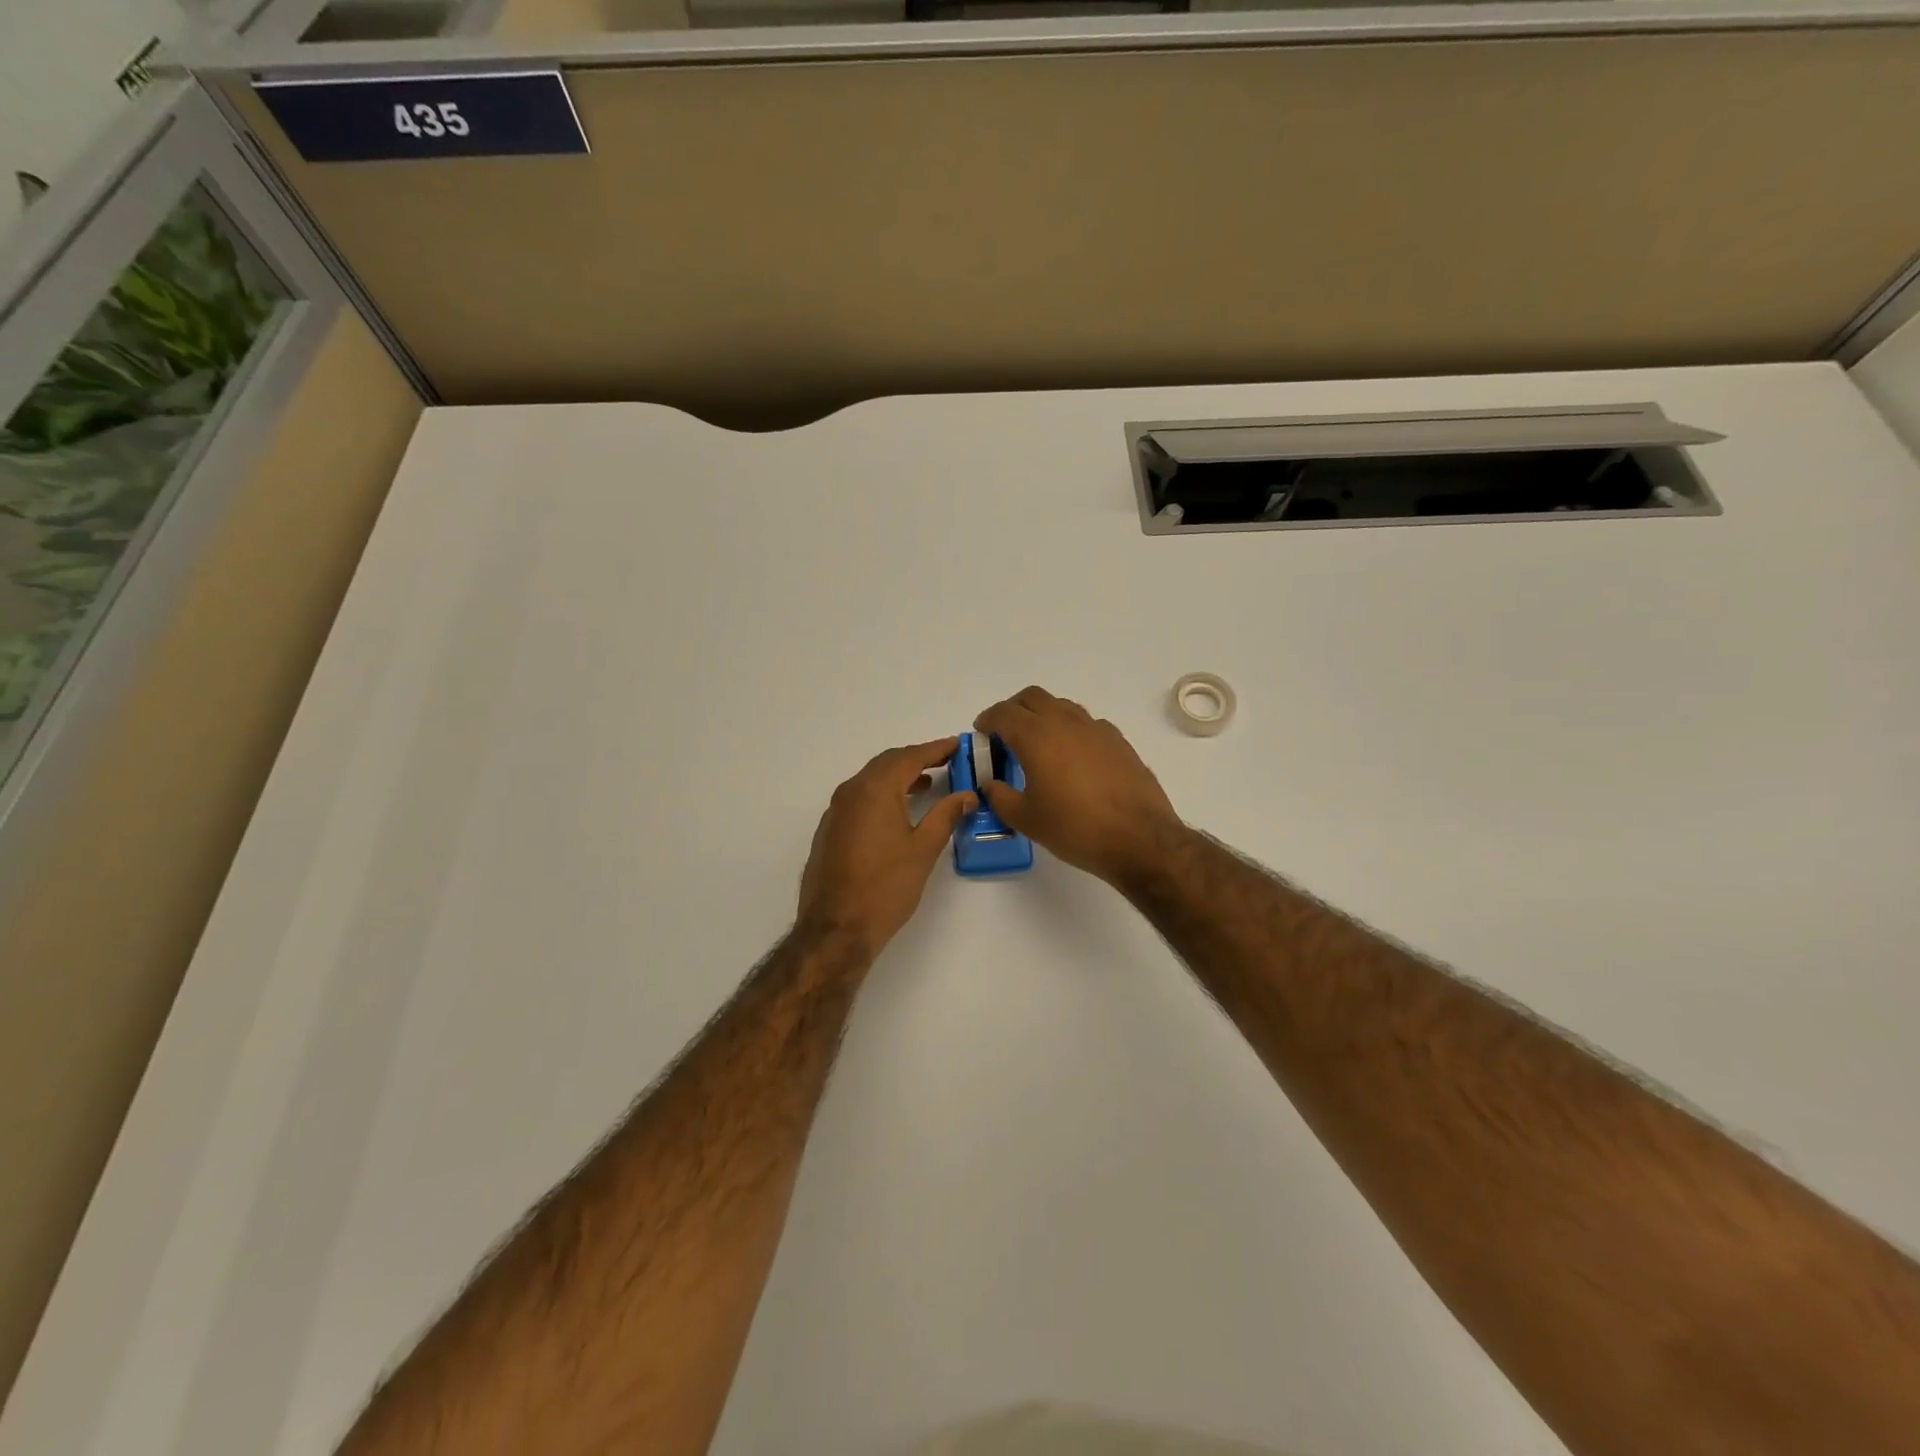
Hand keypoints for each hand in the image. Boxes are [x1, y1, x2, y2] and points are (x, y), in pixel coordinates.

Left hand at [798, 738, 976, 960]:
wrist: (836, 928)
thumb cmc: (885, 887)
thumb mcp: (923, 850)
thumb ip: (946, 816)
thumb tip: (967, 796)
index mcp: (874, 790)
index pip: (909, 757)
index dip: (936, 749)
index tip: (957, 745)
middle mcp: (851, 792)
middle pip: (887, 763)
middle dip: (917, 759)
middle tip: (945, 760)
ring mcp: (836, 811)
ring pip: (871, 780)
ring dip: (899, 777)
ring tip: (927, 784)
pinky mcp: (830, 830)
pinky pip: (859, 798)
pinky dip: (882, 794)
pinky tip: (898, 811)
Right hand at [974, 686, 1184, 885]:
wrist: (1139, 838)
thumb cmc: (1075, 828)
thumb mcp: (1026, 820)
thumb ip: (1000, 797)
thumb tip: (991, 784)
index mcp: (1037, 736)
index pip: (1004, 713)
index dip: (988, 719)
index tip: (982, 731)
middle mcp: (1066, 722)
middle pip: (1033, 697)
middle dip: (1014, 709)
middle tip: (1006, 733)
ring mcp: (1096, 729)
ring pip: (1062, 706)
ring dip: (1044, 716)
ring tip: (1039, 744)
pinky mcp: (1118, 741)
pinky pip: (1087, 723)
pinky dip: (1071, 730)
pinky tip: (1072, 757)